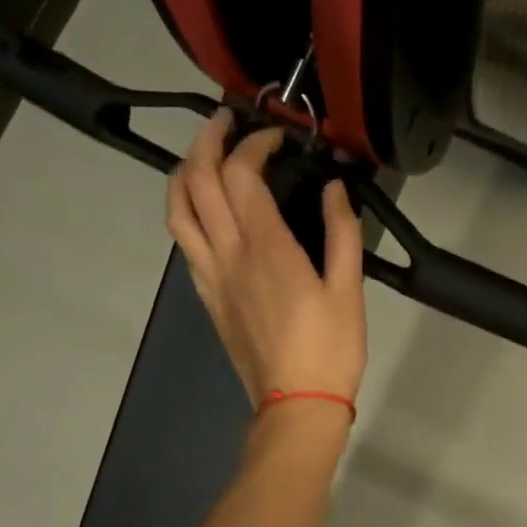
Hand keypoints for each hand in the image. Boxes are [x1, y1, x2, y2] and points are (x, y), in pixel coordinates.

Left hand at [166, 112, 366, 406]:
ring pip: (178, 210)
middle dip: (207, 140)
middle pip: (197, 180)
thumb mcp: (349, 290)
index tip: (277, 138)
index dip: (254, 143)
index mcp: (266, 247)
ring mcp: (211, 276)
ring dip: (183, 172)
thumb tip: (334, 189)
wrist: (296, 404)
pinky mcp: (207, 296)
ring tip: (201, 156)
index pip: (242, 173)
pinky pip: (184, 243)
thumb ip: (341, 233)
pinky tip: (204, 211)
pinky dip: (186, 213)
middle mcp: (229, 253)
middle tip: (225, 122)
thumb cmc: (330, 349)